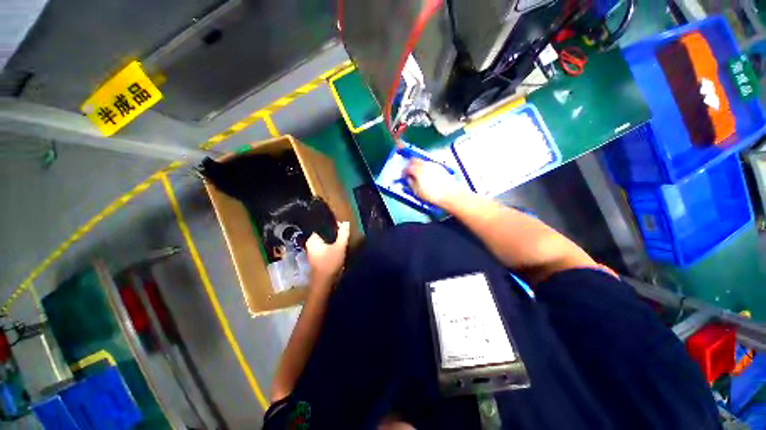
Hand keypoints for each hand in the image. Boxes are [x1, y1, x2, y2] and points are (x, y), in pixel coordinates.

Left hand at [306, 222, 349, 286]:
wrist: (324, 283)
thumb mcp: (340, 247)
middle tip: (343, 231)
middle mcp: (310, 243)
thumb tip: (346, 223)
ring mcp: (313, 251)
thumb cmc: (330, 263)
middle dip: (333, 232)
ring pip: (325, 240)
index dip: (331, 224)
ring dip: (333, 239)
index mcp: (312, 239)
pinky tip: (338, 247)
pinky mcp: (317, 257)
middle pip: (323, 233)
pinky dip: (331, 245)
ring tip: (342, 238)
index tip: (341, 224)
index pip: (321, 226)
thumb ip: (343, 234)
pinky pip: (324, 246)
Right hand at [404, 159, 462, 207]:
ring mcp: (433, 164)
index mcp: (417, 170)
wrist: (449, 194)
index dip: (404, 171)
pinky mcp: (440, 167)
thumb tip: (409, 179)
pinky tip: (428, 175)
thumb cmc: (431, 194)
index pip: (407, 167)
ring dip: (418, 166)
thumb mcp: (417, 191)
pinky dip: (426, 168)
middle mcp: (425, 164)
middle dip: (410, 165)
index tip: (403, 175)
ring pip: (423, 161)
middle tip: (409, 172)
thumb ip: (411, 183)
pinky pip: (430, 165)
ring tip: (418, 174)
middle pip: (415, 160)